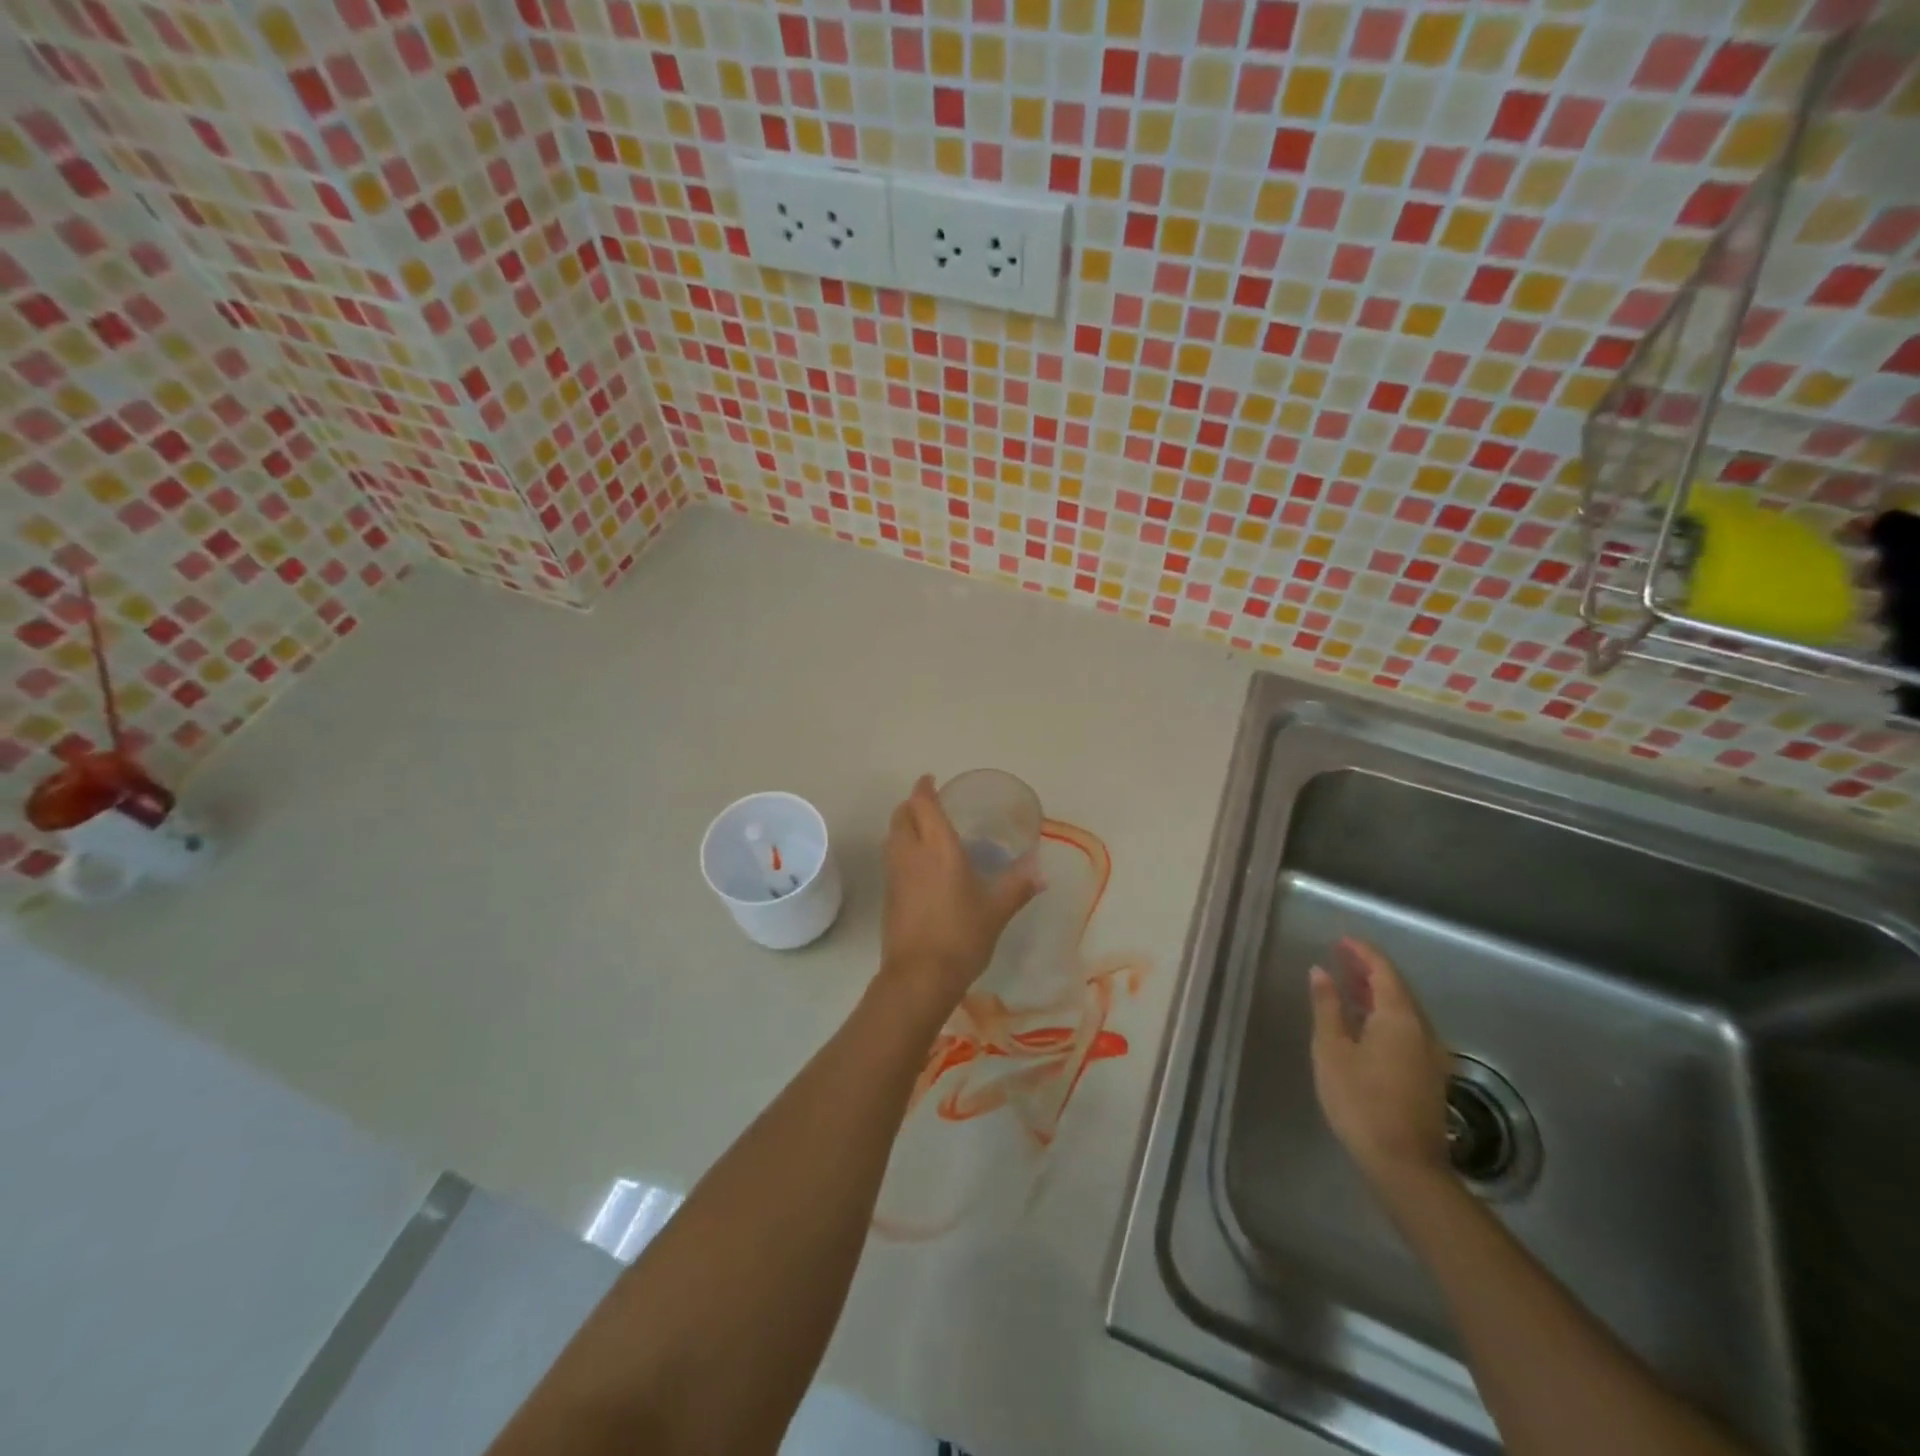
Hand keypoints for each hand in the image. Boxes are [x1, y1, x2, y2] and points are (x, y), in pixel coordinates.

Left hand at [876, 774, 1042, 1019]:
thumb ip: (1018, 886)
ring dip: (903, 826)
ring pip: (892, 836)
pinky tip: (919, 866)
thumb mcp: (997, 910)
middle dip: (912, 805)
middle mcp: (911, 853)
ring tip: (924, 831)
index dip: (924, 788)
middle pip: (901, 815)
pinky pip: (892, 859)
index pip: (923, 804)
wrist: (919, 976)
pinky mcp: (889, 895)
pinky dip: (901, 849)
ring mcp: (895, 874)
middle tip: (930, 805)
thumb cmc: (962, 935)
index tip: (931, 780)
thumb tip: (1041, 871)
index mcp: (938, 847)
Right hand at [1308, 938, 1452, 1189]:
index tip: (1340, 940)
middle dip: (1369, 971)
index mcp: (1400, 1017)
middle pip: (1397, 988)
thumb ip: (1327, 1007)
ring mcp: (1431, 1055)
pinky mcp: (1429, 1075)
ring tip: (1347, 986)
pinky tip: (1364, 1024)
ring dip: (1376, 994)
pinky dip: (1384, 1015)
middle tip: (1340, 958)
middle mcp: (1423, 1030)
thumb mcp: (1332, 1049)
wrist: (1405, 1165)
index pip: (1383, 971)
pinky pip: (1406, 1030)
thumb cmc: (1360, 1100)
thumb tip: (1321, 972)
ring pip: (1404, 1011)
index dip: (1362, 952)